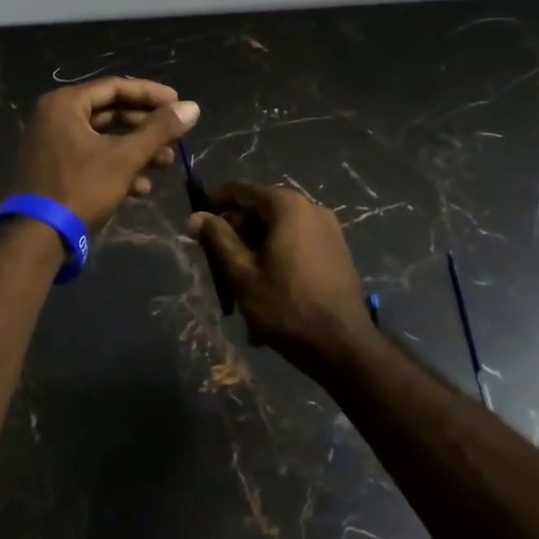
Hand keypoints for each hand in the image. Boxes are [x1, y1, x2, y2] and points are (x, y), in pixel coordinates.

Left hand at [10, 78, 199, 233]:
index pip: (116, 87)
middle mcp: (56, 117)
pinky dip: (118, 168)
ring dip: (137, 150)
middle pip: (111, 113)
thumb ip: (159, 130)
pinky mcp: (56, 169)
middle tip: (176, 136)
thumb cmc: (81, 187)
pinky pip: (92, 158)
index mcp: (65, 104)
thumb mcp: (125, 157)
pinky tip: (142, 188)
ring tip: (167, 163)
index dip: (151, 95)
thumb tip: (192, 107)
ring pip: (104, 139)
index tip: (179, 104)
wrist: (38, 237)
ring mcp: (54, 144)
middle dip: (147, 128)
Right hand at [188, 183, 378, 374]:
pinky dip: (277, 256)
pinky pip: (297, 243)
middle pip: (261, 209)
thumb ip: (217, 239)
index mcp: (287, 206)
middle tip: (218, 260)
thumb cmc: (286, 306)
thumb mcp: (242, 273)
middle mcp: (311, 208)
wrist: (343, 347)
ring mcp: (329, 229)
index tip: (198, 224)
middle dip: (236, 231)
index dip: (215, 203)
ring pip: (279, 229)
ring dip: (255, 247)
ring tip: (241, 281)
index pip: (241, 191)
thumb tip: (195, 217)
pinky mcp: (337, 251)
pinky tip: (268, 287)